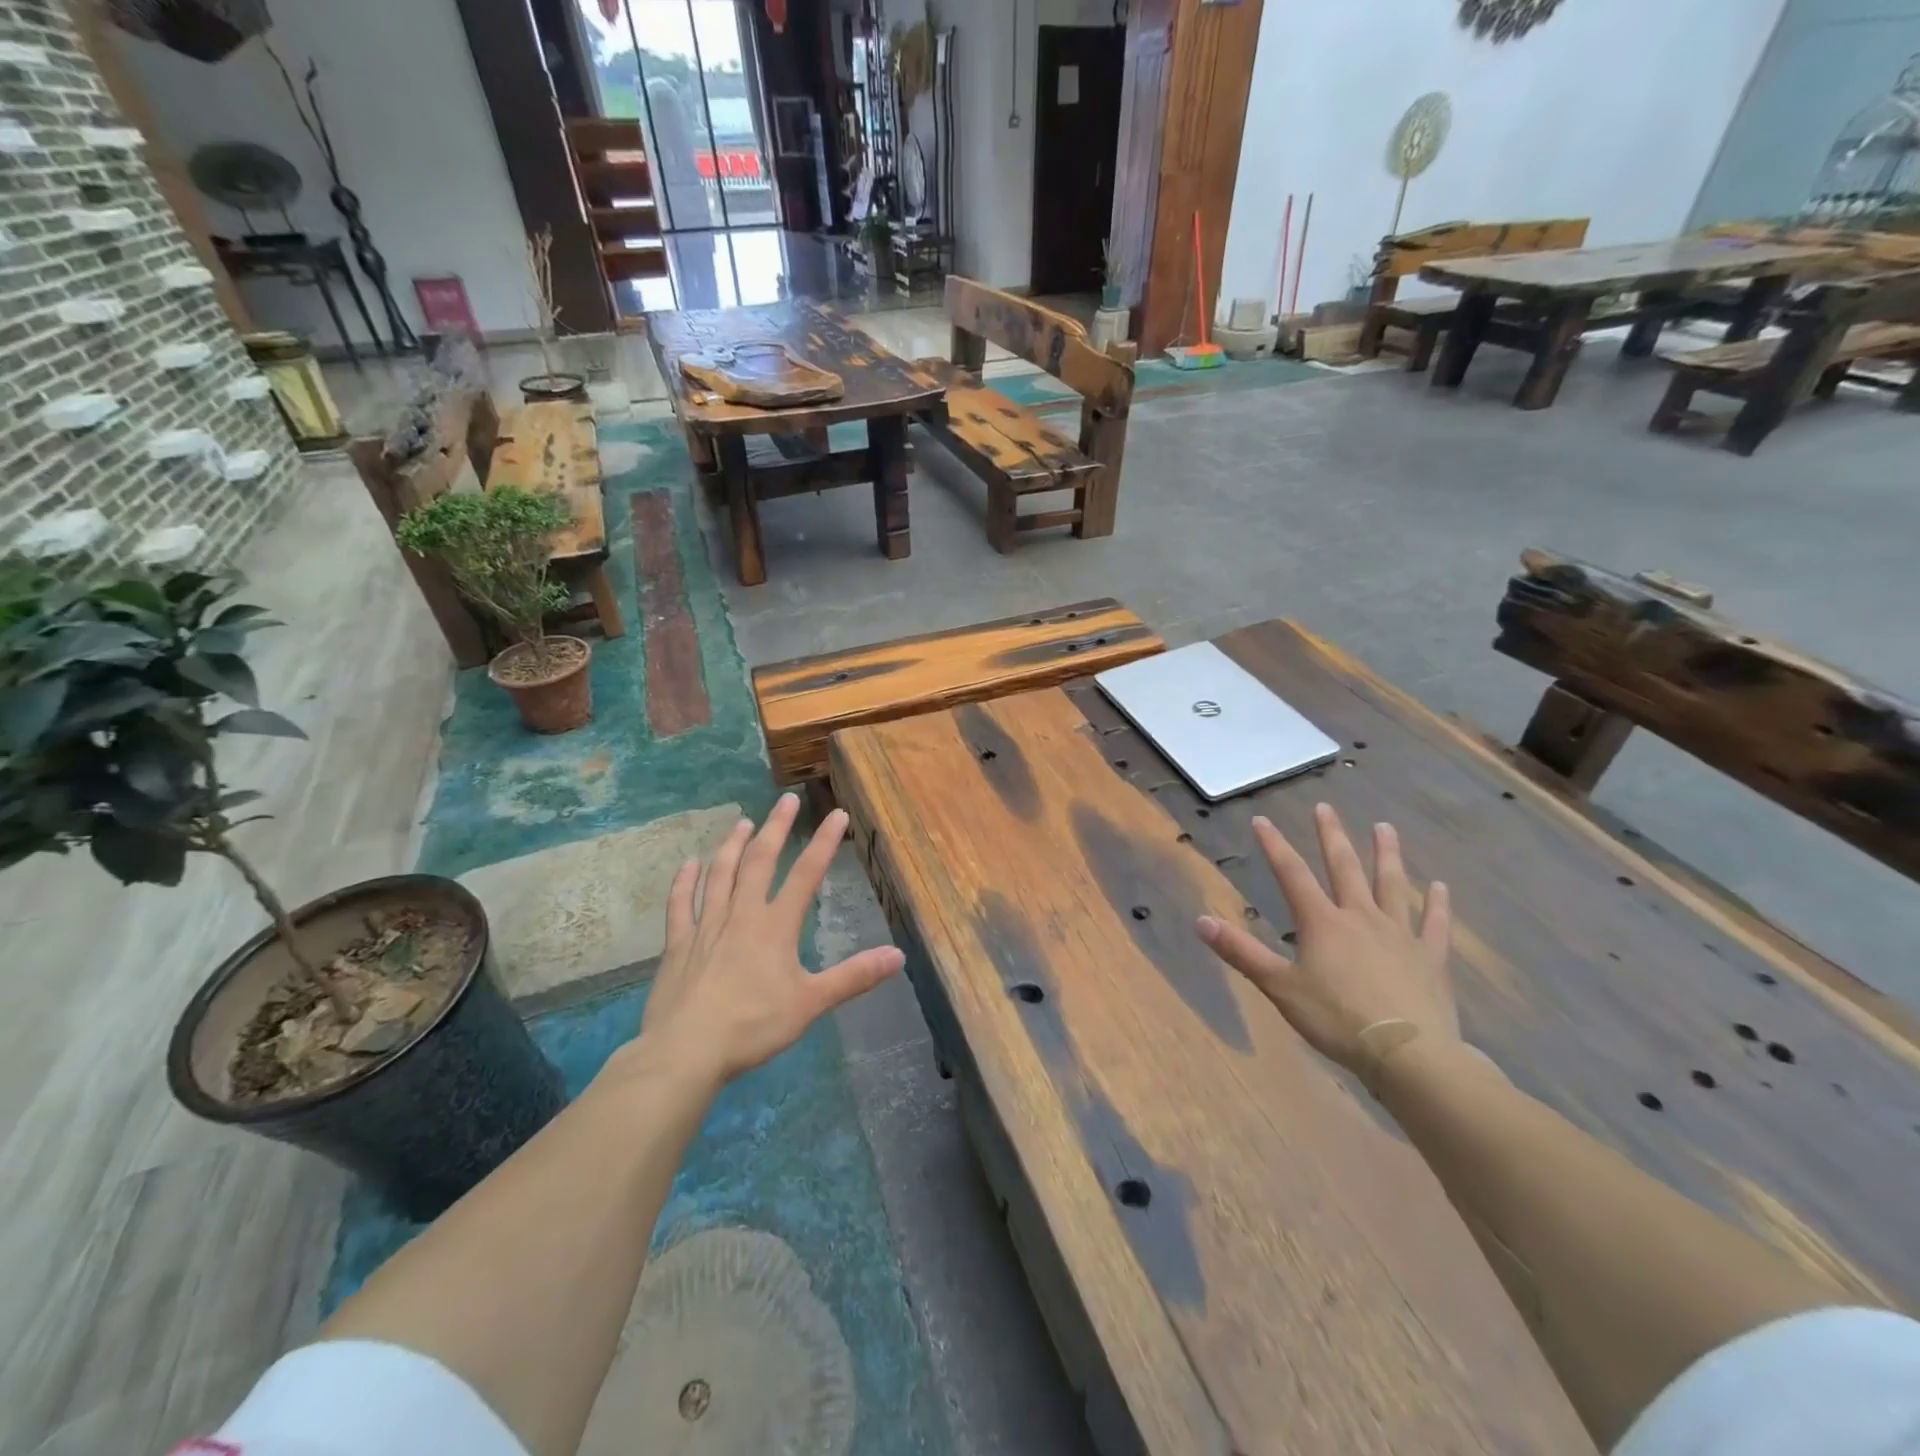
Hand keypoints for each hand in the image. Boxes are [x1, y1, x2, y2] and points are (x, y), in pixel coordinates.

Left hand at [631, 794, 902, 1090]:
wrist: (686, 1051)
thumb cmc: (753, 1026)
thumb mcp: (811, 1003)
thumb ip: (854, 977)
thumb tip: (898, 956)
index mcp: (776, 926)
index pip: (806, 874)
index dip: (824, 843)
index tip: (836, 813)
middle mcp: (741, 915)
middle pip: (760, 861)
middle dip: (776, 828)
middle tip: (786, 800)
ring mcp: (705, 926)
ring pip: (721, 875)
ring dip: (732, 845)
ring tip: (742, 822)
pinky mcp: (678, 945)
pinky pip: (680, 905)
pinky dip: (684, 882)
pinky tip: (688, 864)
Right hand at [1196, 803, 1456, 1088]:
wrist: (1408, 1054)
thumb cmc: (1336, 1019)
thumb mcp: (1279, 987)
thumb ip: (1241, 952)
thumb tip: (1200, 921)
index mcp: (1322, 923)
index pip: (1292, 874)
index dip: (1275, 846)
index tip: (1262, 820)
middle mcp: (1360, 917)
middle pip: (1344, 868)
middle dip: (1331, 836)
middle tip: (1325, 808)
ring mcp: (1400, 935)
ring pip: (1392, 886)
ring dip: (1387, 855)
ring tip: (1384, 827)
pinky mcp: (1431, 959)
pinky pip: (1434, 925)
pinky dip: (1438, 905)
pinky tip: (1441, 887)